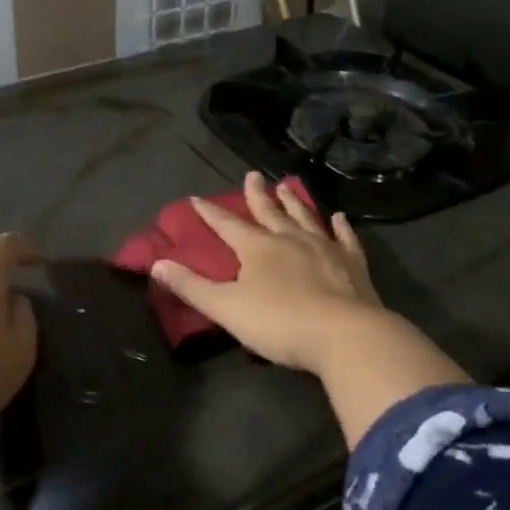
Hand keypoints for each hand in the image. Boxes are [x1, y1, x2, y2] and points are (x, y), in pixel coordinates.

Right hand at [150, 172, 381, 372]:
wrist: (345, 335)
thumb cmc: (280, 323)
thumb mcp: (226, 308)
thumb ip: (191, 287)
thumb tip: (157, 264)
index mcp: (258, 248)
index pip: (227, 225)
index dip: (210, 213)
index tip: (197, 198)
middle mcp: (290, 239)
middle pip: (269, 212)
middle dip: (257, 195)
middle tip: (253, 175)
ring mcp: (324, 248)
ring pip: (305, 218)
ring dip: (294, 203)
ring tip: (286, 187)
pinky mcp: (352, 264)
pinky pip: (345, 239)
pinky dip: (341, 227)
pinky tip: (339, 217)